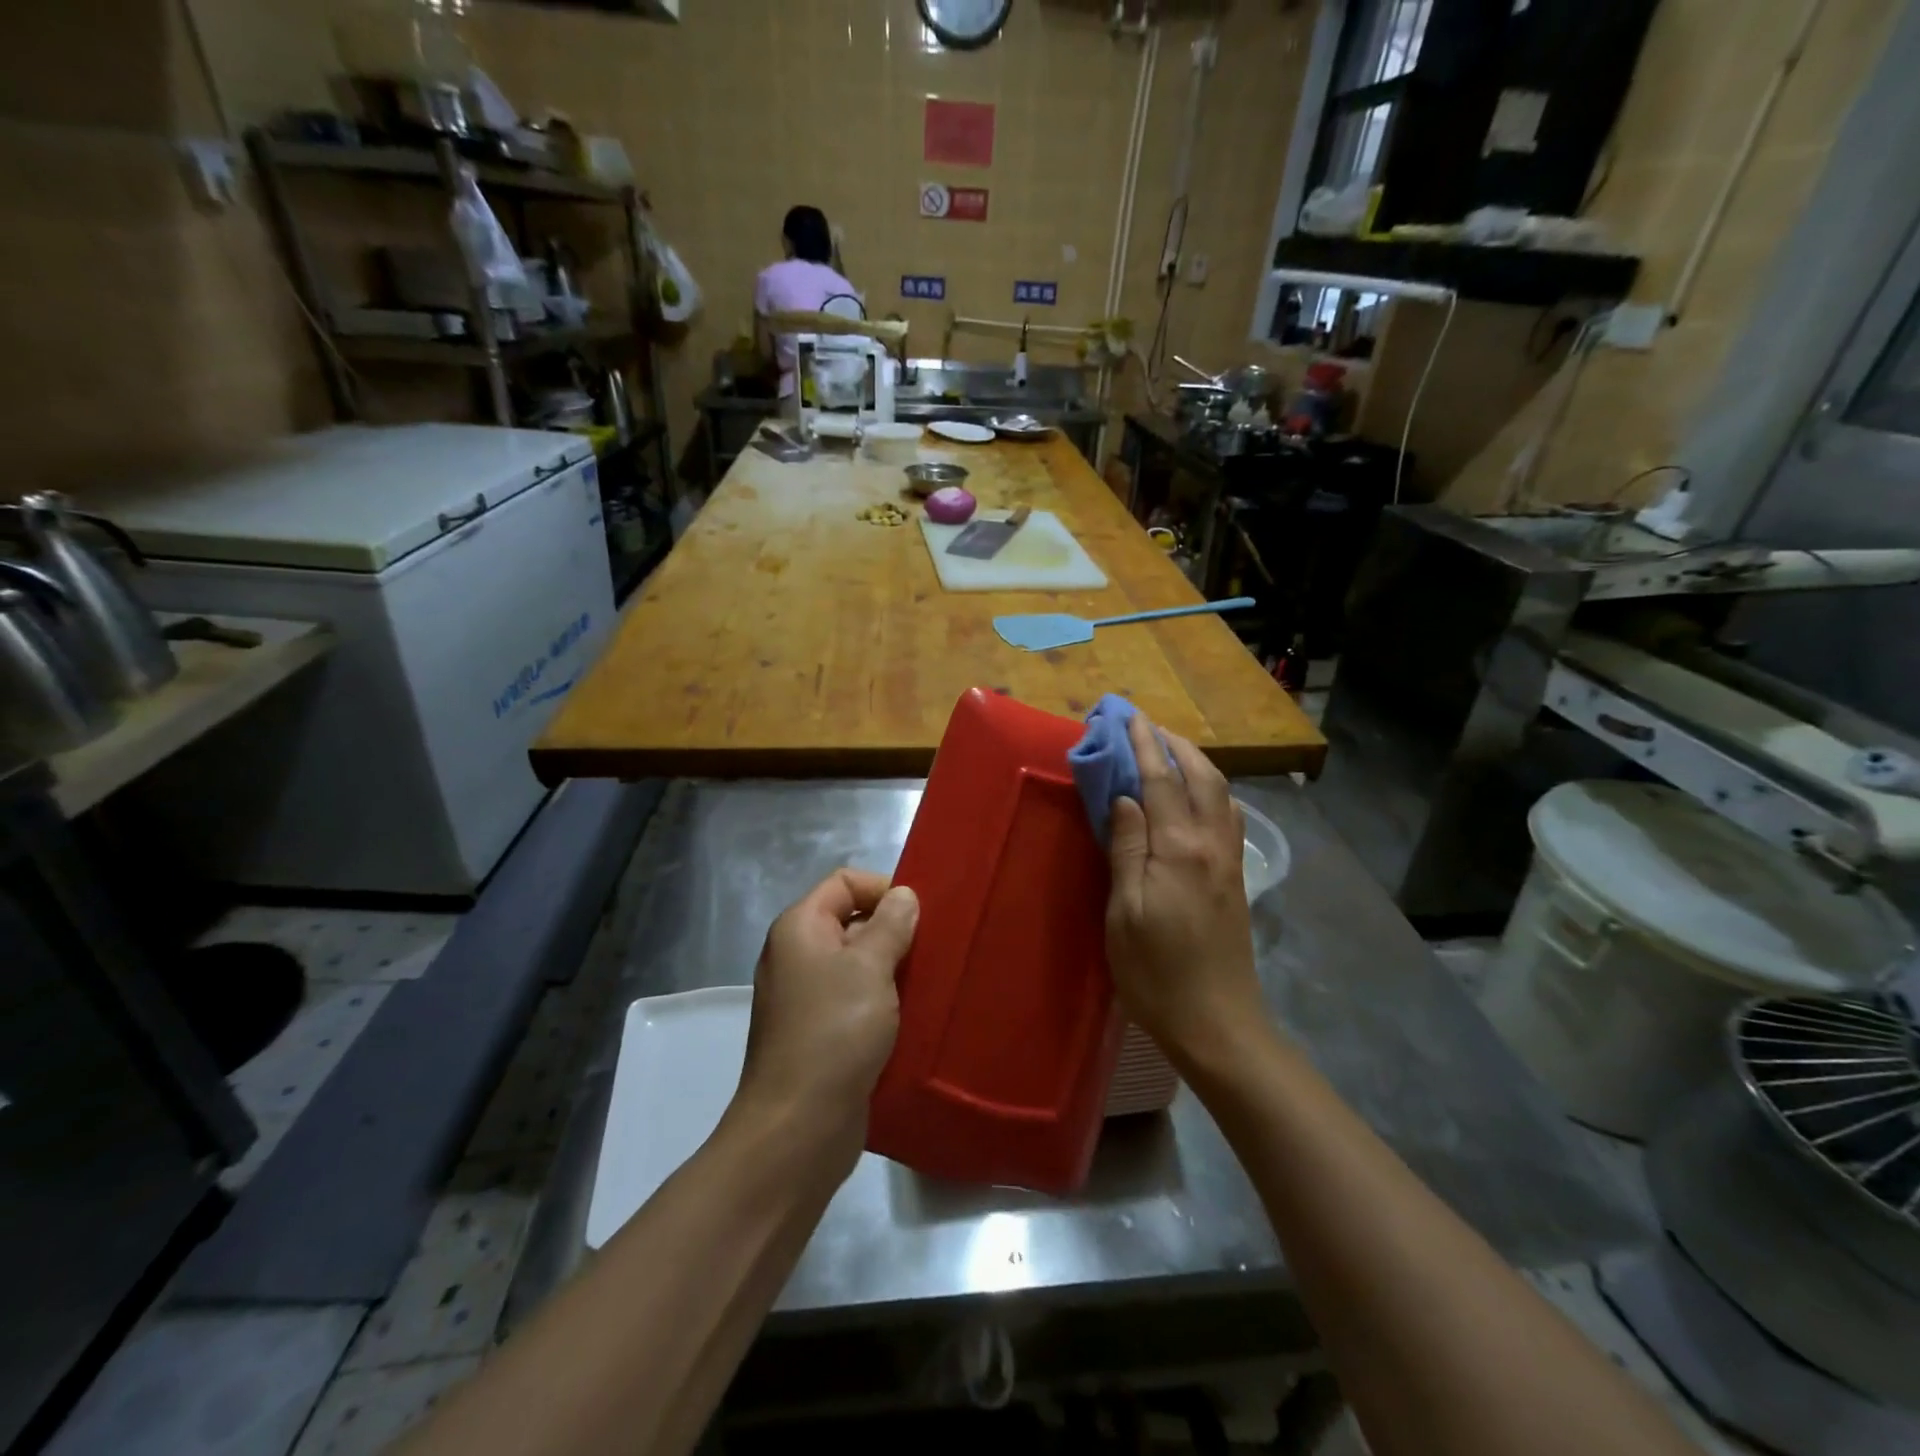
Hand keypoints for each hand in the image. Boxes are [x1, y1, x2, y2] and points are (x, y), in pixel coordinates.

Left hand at [735, 870, 918, 1161]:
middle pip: (851, 921)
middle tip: (931, 953)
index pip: (844, 882)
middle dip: (893, 931)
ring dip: (892, 970)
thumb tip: (903, 896)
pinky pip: (855, 1001)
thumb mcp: (870, 967)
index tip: (920, 917)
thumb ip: (891, 924)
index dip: (882, 889)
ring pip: (858, 965)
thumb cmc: (834, 1032)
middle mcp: (797, 956)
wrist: (799, 1127)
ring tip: (928, 984)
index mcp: (800, 928)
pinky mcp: (820, 1033)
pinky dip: (882, 1002)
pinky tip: (912, 1016)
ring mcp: (806, 997)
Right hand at [1106, 711, 1265, 1070]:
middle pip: (1200, 777)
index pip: (1160, 781)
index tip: (1127, 716)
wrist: (1218, 1024)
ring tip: (1170, 750)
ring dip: (1196, 763)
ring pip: (1220, 793)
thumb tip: (1125, 797)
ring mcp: (1229, 860)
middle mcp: (1211, 844)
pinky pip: (1227, 815)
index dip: (1143, 745)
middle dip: (1174, 744)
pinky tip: (1198, 796)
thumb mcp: (1124, 914)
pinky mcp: (1235, 878)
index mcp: (1179, 850)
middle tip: (1146, 725)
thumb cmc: (1156, 973)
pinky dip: (1211, 790)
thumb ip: (1126, 849)